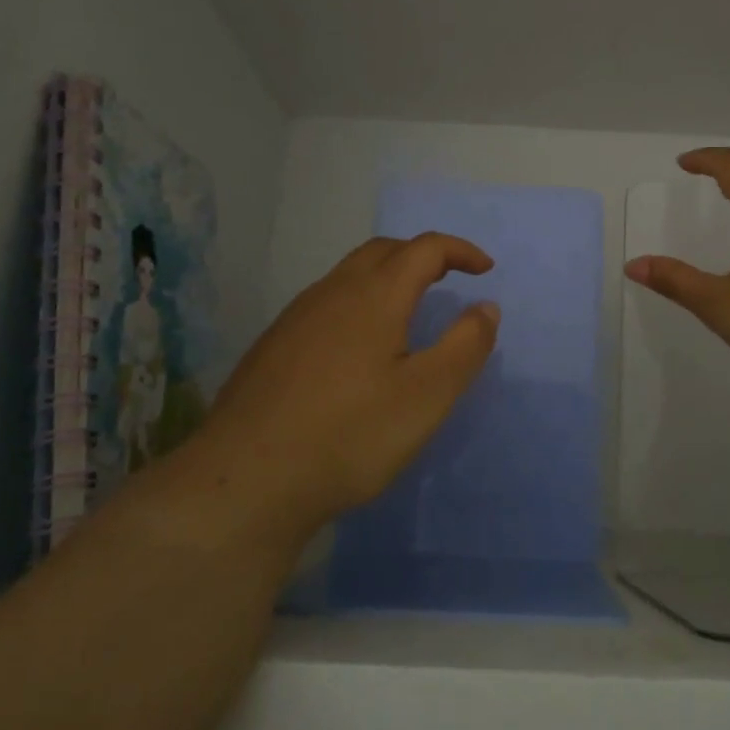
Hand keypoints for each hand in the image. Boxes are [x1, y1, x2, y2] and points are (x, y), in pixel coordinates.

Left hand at [162, 234, 499, 549]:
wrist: (244, 481)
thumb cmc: (349, 435)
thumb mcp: (427, 396)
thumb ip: (465, 346)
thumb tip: (486, 306)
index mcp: (375, 295)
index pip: (425, 249)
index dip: (460, 251)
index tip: (485, 269)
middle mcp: (333, 292)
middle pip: (383, 251)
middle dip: (422, 255)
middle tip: (448, 278)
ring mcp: (296, 317)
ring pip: (350, 274)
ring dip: (387, 276)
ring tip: (408, 309)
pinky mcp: (273, 345)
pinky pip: (326, 302)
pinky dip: (358, 302)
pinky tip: (357, 346)